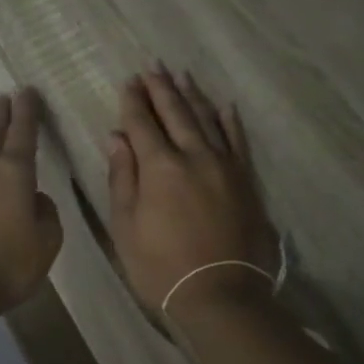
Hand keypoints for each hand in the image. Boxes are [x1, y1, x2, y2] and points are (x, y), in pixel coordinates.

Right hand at [108, 69, 278, 315]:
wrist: (220, 296)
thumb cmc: (160, 267)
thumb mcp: (125, 226)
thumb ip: (122, 177)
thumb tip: (117, 137)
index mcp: (160, 167)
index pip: (143, 124)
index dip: (133, 102)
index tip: (128, 82)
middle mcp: (195, 156)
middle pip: (176, 114)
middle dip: (161, 89)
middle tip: (152, 67)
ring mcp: (226, 167)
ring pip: (208, 120)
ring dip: (193, 96)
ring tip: (182, 76)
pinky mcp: (246, 181)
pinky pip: (238, 141)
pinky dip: (229, 121)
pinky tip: (224, 106)